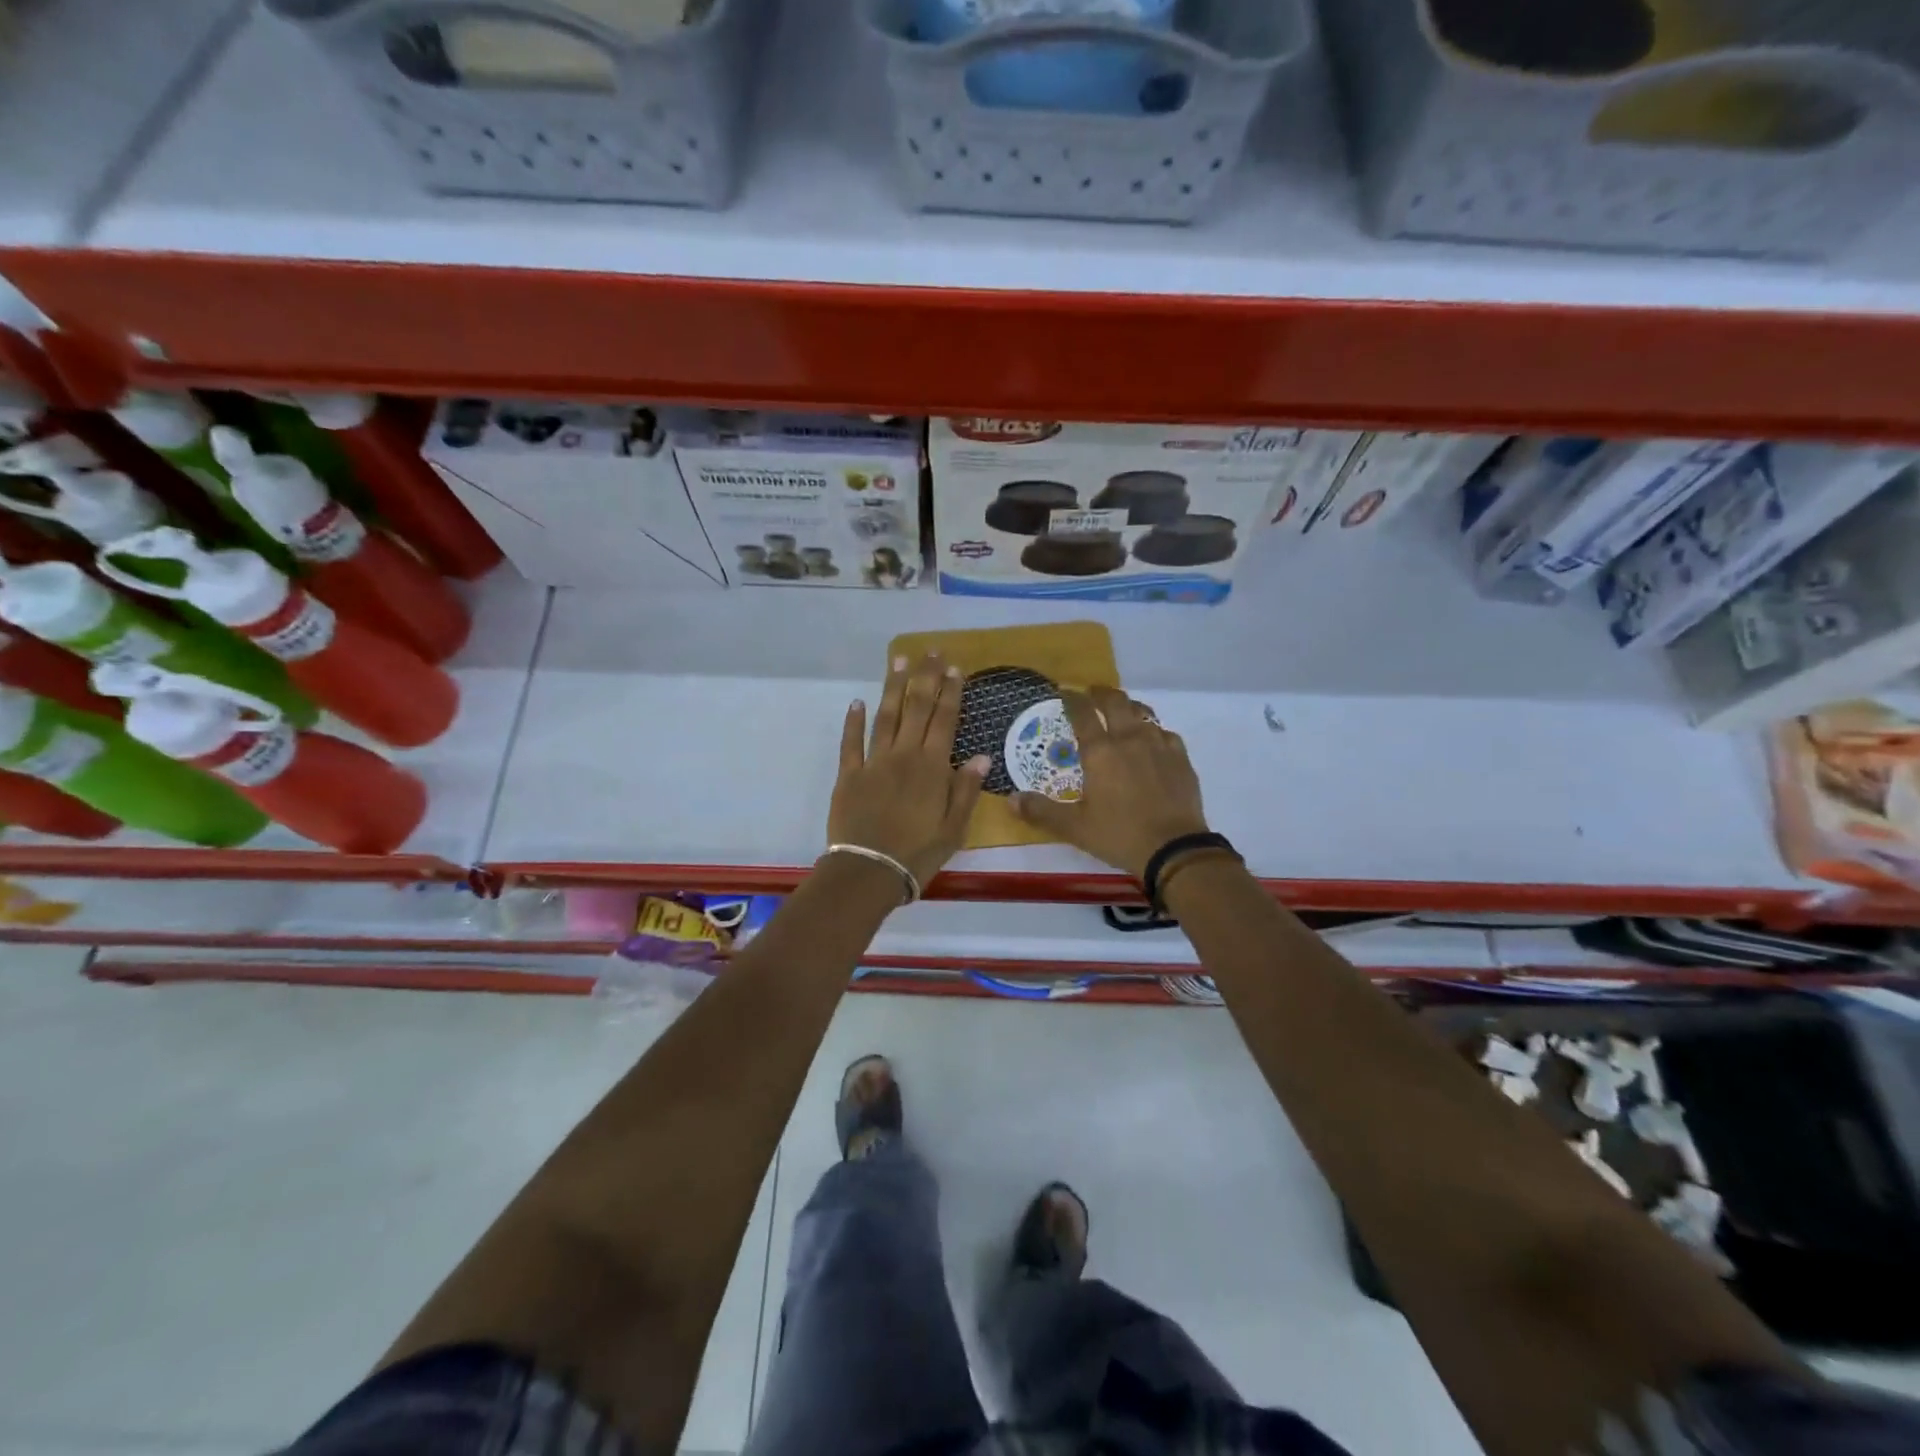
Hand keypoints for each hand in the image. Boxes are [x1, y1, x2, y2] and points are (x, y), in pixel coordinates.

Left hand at [829, 652, 989, 887]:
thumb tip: (982, 757)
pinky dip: (853, 721)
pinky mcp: (849, 775)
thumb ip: (965, 790)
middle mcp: (904, 755)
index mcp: (932, 767)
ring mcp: (873, 762)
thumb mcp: (954, 828)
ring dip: (893, 687)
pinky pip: (851, 742)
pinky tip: (856, 702)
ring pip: (885, 716)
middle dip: (925, 677)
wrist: (869, 871)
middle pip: (917, 708)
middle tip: (930, 652)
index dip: (951, 692)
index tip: (955, 668)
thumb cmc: (918, 853)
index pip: (945, 720)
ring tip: (898, 661)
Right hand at [1011, 685, 1208, 880]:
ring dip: (1128, 708)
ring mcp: (1158, 745)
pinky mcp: (1181, 758)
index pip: (1082, 713)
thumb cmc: (1119, 835)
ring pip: (1143, 713)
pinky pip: (1165, 733)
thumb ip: (1042, 811)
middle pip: (1115, 702)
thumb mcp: (1074, 828)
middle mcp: (1129, 739)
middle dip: (1101, 693)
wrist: (1175, 849)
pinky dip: (1153, 730)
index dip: (1072, 699)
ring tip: (1121, 712)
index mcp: (1100, 752)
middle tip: (1092, 694)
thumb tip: (1011, 799)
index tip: (1064, 693)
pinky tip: (1152, 741)